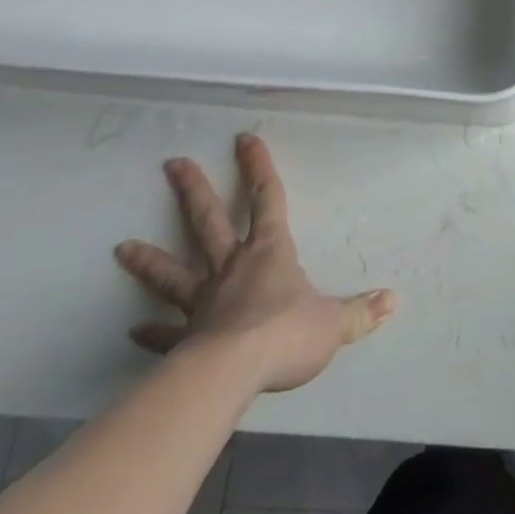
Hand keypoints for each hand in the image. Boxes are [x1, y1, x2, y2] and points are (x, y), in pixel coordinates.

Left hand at [114, 133, 395, 393]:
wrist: (231, 375)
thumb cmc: (287, 334)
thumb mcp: (334, 322)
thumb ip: (360, 312)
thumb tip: (392, 300)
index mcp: (270, 252)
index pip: (266, 198)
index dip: (257, 167)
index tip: (244, 138)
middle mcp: (232, 268)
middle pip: (208, 221)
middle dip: (194, 190)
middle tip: (172, 164)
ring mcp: (202, 302)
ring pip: (174, 273)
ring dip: (150, 260)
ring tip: (122, 247)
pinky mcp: (184, 339)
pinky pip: (166, 332)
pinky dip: (151, 331)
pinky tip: (133, 331)